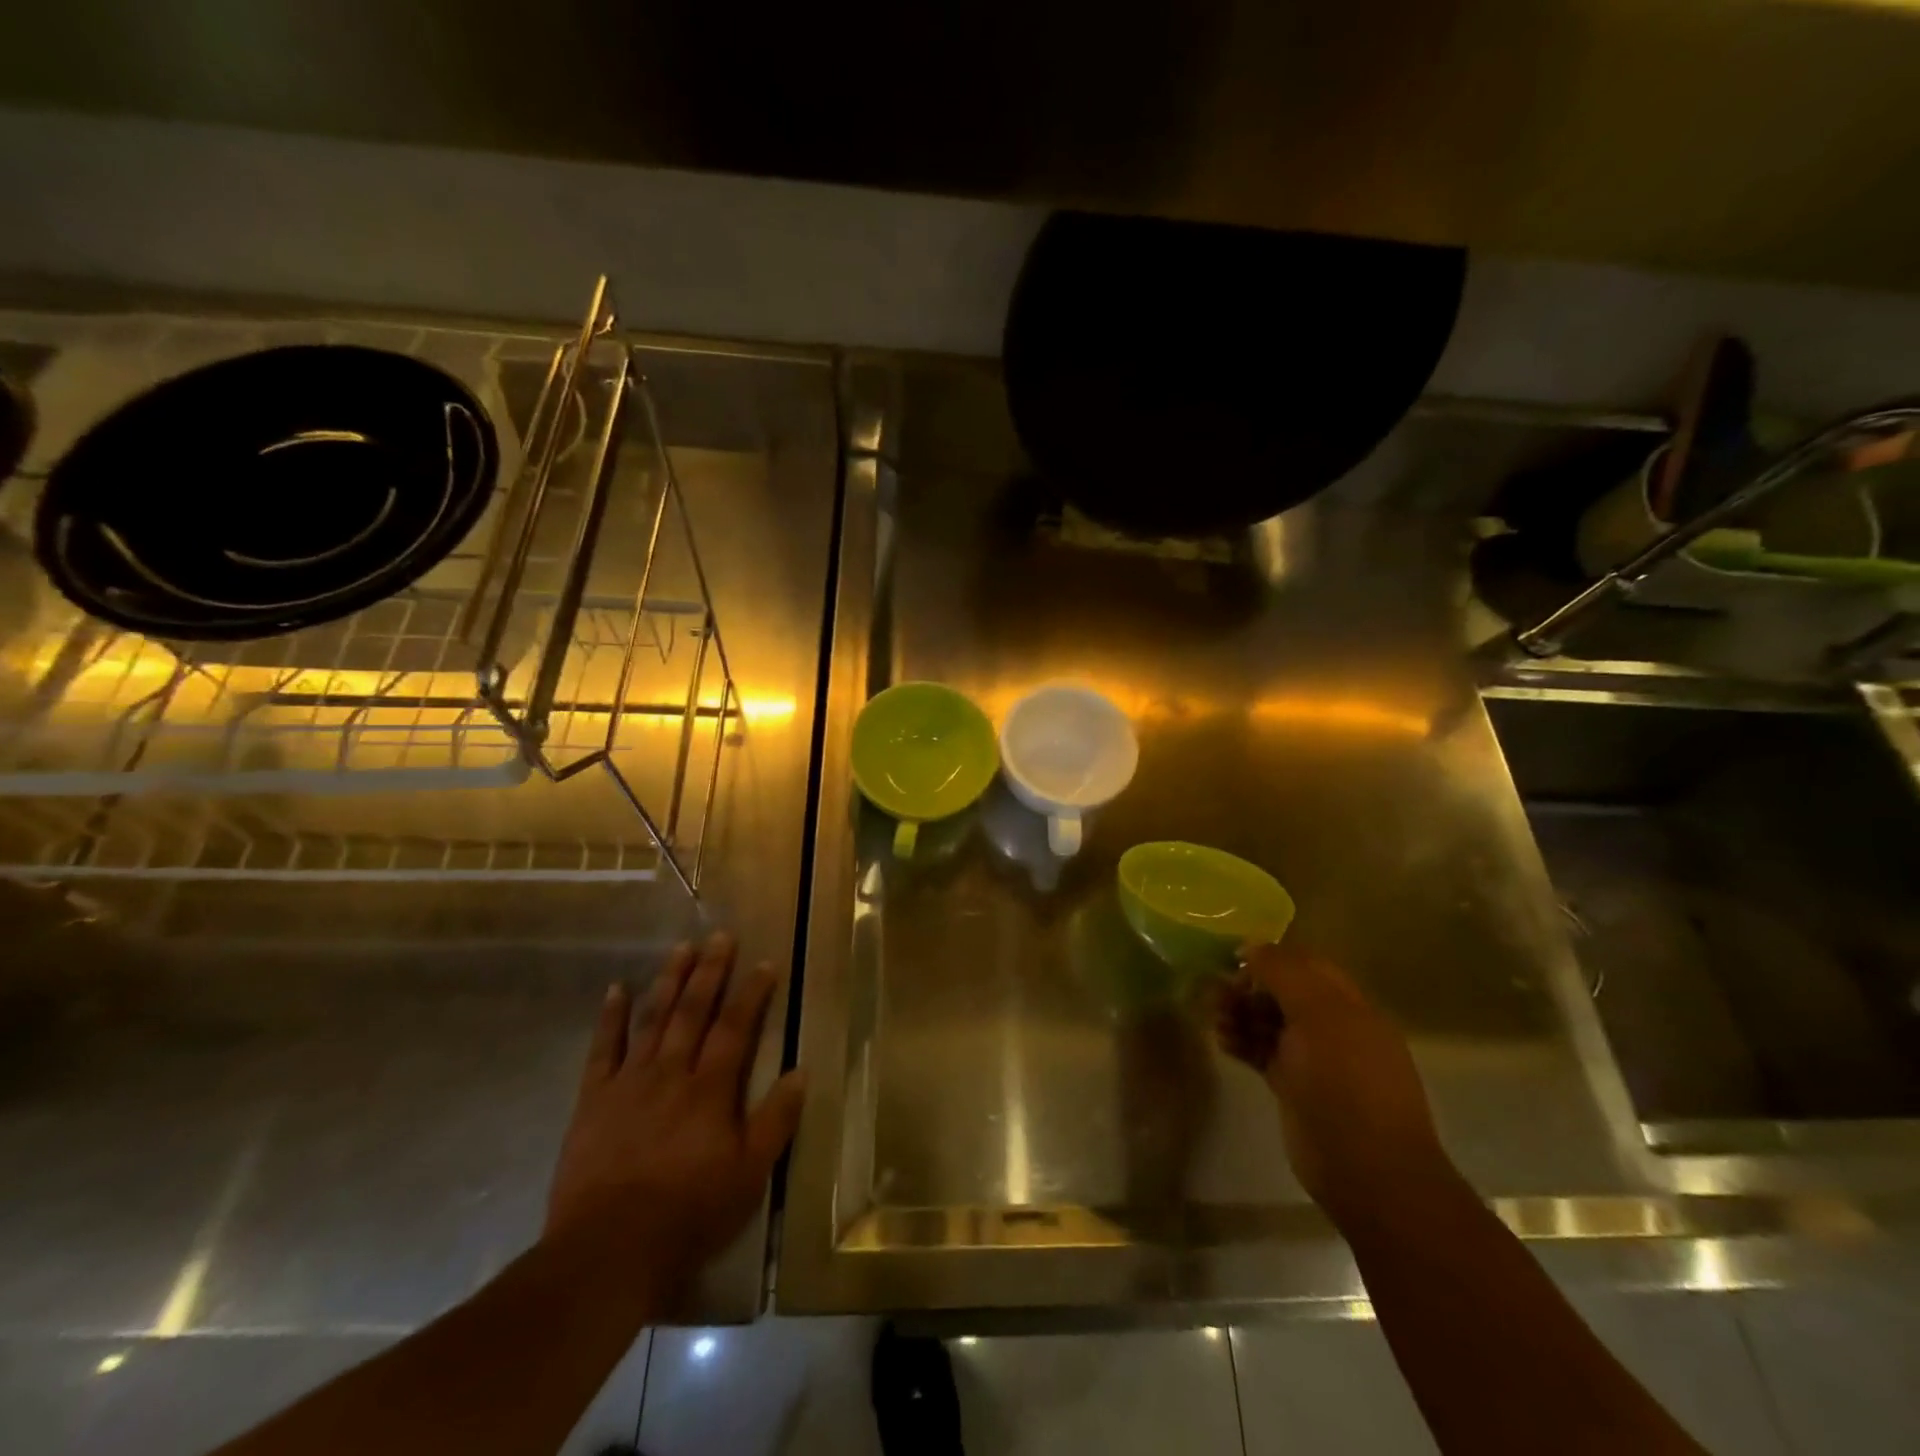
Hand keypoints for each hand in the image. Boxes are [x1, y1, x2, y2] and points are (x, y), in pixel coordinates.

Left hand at [546, 932, 805, 1288]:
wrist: (607, 1250)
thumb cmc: (689, 1214)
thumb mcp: (749, 1175)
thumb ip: (776, 1120)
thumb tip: (802, 1071)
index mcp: (710, 1089)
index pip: (736, 1027)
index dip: (752, 992)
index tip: (764, 962)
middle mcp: (671, 1072)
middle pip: (693, 1011)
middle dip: (710, 970)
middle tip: (720, 935)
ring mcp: (629, 1082)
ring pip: (653, 1018)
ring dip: (669, 980)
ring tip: (681, 947)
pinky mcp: (593, 1100)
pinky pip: (602, 1049)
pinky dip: (610, 1017)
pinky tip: (617, 989)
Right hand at [1212, 943, 1454, 1229]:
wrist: (1366, 1168)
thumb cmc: (1346, 1080)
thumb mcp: (1317, 1013)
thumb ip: (1284, 973)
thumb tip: (1252, 946)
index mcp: (1349, 1004)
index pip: (1305, 965)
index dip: (1270, 958)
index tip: (1233, 960)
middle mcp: (1333, 1027)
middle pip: (1283, 992)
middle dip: (1248, 987)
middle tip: (1215, 992)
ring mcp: (1314, 1059)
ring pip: (1269, 1022)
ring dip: (1239, 1014)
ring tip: (1214, 1018)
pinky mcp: (1294, 1087)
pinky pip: (1262, 1052)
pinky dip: (1242, 1043)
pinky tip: (1223, 1042)